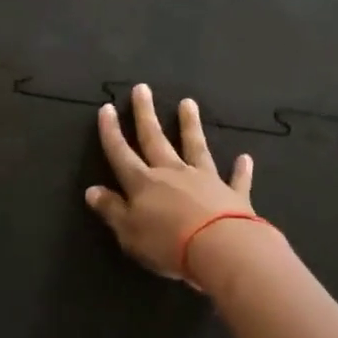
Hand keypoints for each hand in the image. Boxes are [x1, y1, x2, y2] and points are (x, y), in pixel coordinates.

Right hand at [85, 83, 256, 287]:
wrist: (221, 249)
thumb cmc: (168, 244)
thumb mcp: (129, 232)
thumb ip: (111, 210)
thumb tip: (92, 190)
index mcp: (143, 183)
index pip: (121, 153)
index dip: (111, 132)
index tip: (106, 108)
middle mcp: (172, 173)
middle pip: (155, 139)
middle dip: (145, 114)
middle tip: (142, 88)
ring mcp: (205, 180)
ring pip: (195, 147)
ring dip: (190, 125)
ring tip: (188, 103)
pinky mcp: (233, 195)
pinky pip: (236, 179)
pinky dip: (240, 169)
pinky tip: (245, 158)